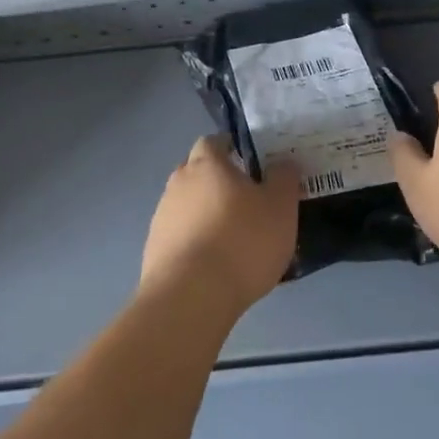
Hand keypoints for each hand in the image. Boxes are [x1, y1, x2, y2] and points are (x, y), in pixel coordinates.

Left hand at [142, 135, 299, 315]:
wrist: (191, 296)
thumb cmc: (242, 241)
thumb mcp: (280, 206)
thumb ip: (284, 178)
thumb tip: (282, 164)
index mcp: (207, 164)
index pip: (214, 142)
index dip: (232, 149)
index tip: (252, 165)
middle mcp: (178, 183)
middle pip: (198, 174)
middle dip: (220, 183)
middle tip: (248, 203)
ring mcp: (162, 217)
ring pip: (189, 206)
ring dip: (207, 216)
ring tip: (235, 241)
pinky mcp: (154, 251)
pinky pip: (181, 237)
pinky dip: (197, 243)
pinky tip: (216, 265)